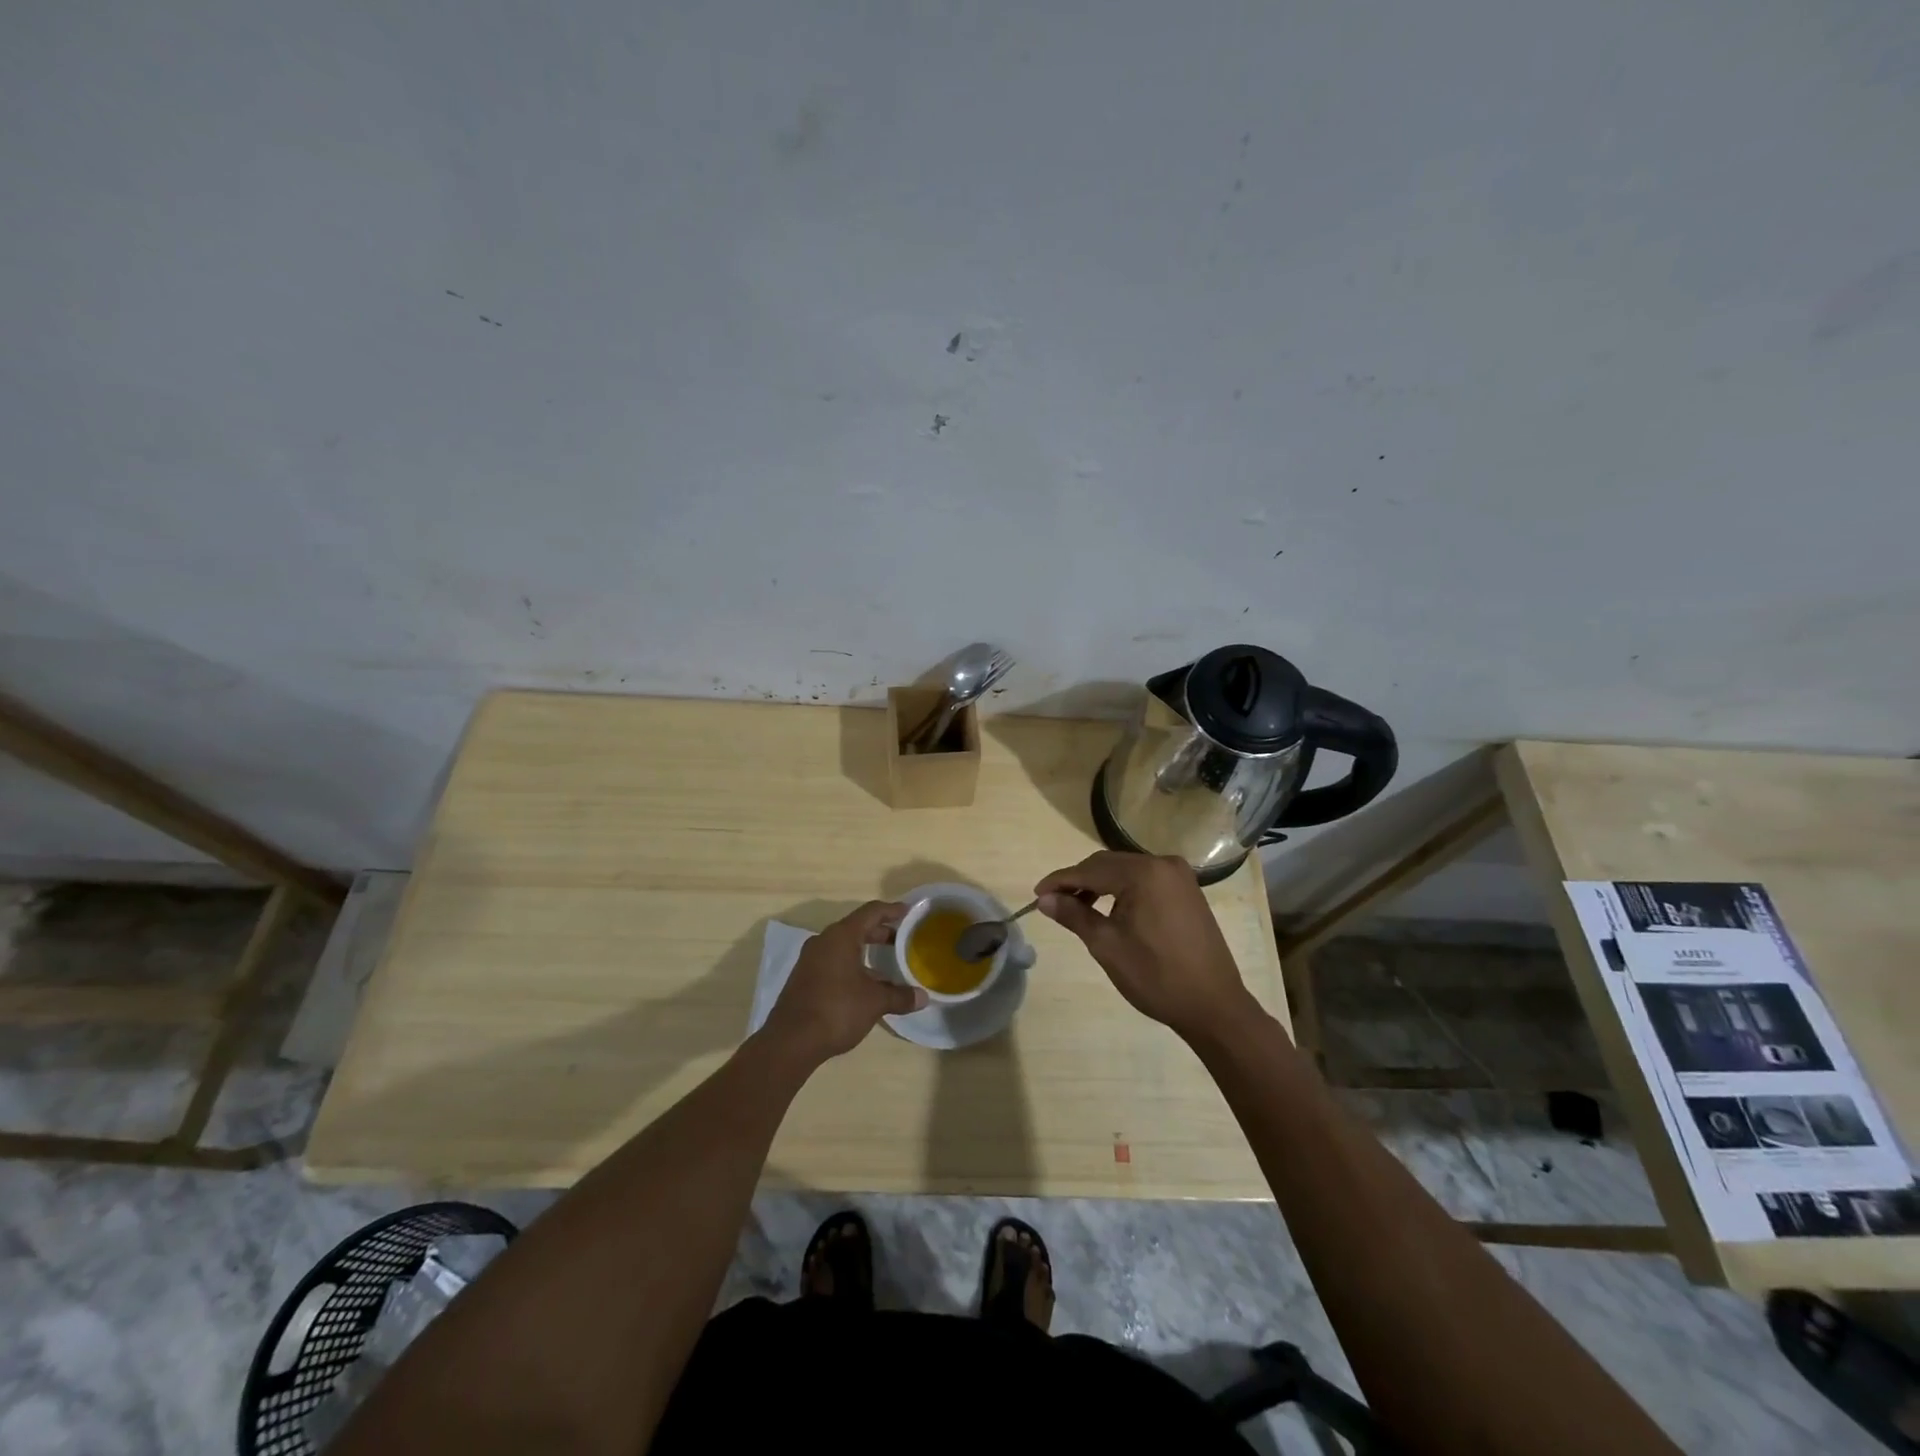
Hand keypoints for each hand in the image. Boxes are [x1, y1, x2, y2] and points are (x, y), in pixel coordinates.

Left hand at [761, 901, 926, 1063]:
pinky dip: (853, 964)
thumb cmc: (836, 1010)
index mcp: (841, 936)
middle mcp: (824, 941)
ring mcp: (811, 959)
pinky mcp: (805, 978)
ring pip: (844, 946)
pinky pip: (834, 961)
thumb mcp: (874, 1002)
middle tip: (903, 939)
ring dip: (866, 951)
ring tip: (888, 963)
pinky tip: (866, 984)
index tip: (909, 912)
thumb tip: (923, 997)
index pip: (871, 912)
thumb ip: (900, 996)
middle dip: (881, 932)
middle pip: (857, 927)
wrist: (790, 1041)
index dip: (892, 910)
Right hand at [1034, 851, 1256, 1042]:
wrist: (1213, 1006)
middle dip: (1079, 881)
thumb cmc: (1156, 976)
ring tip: (1077, 908)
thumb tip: (1045, 899)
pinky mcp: (1187, 890)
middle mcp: (1163, 864)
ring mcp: (1179, 876)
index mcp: (1144, 873)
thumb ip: (1074, 915)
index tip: (1036, 895)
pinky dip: (1123, 890)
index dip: (1060, 881)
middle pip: (1108, 864)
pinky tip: (1110, 909)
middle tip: (1053, 902)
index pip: (1090, 869)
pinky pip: (1145, 880)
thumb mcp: (1107, 945)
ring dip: (1100, 885)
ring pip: (1126, 871)